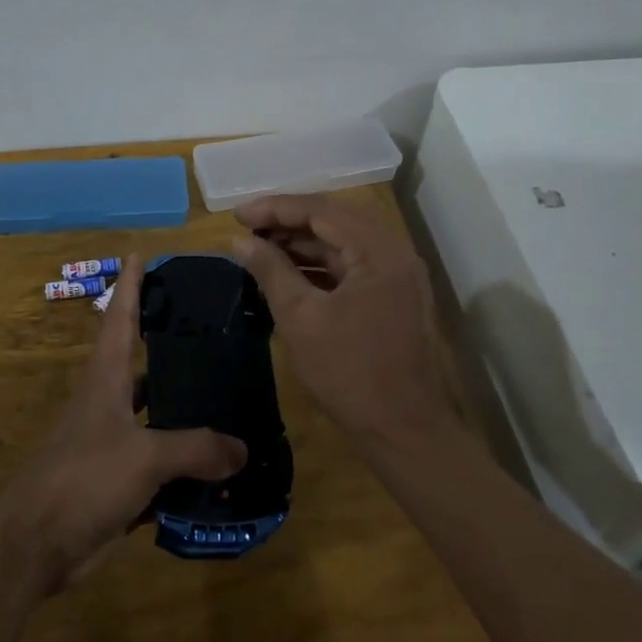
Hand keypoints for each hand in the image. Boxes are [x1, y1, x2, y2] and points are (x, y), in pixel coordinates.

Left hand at [0, 268, 246, 590]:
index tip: (142, 254)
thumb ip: (195, 449)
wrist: (34, 544)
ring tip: (228, 391)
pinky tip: (217, 458)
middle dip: (171, 342)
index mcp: (105, 377)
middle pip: (141, 360)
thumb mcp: (143, 457)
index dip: (130, 285)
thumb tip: (243, 448)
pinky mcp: (116, 476)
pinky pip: (158, 456)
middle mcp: (107, 399)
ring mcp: (110, 439)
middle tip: (214, 328)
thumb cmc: (82, 479)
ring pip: (154, 410)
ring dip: (183, 402)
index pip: (119, 316)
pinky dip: (184, 455)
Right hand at [230, 194, 452, 446]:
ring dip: (302, 241)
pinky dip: (319, 262)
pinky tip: (288, 271)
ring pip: (343, 240)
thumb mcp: (301, 318)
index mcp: (378, 251)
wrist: (405, 432)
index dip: (274, 208)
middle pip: (334, 218)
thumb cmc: (350, 374)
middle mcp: (394, 251)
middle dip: (287, 220)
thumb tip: (240, 240)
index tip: (236, 216)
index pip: (320, 210)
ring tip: (260, 247)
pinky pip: (352, 263)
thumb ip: (270, 271)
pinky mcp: (393, 294)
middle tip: (247, 228)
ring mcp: (397, 273)